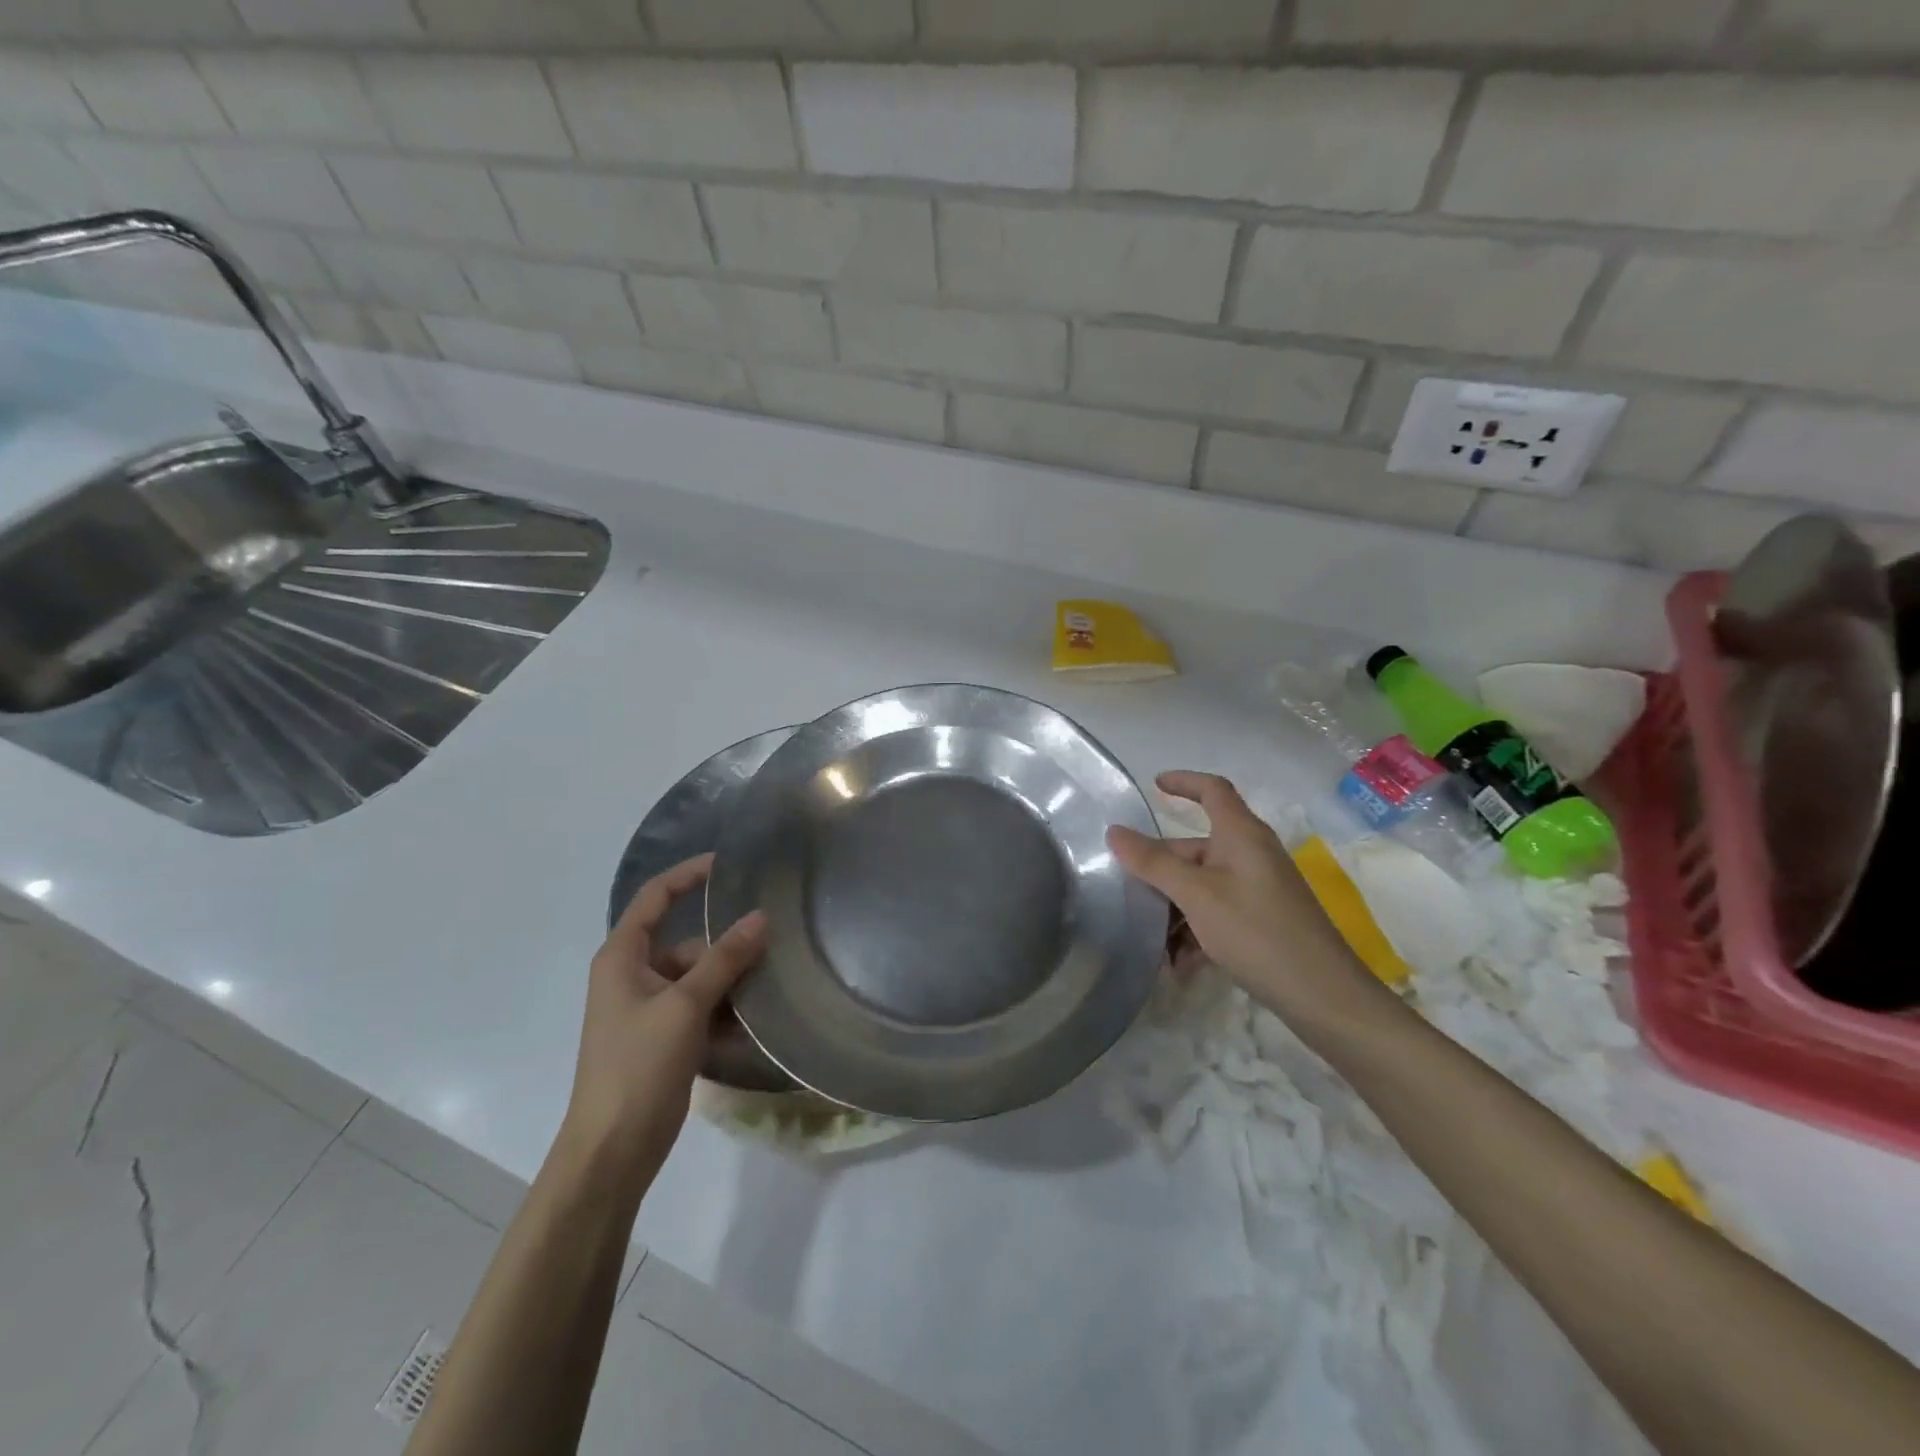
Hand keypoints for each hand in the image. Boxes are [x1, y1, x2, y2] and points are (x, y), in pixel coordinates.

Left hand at [558, 853, 766, 1193]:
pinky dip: (724, 1011)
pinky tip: (753, 1023)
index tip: (729, 863)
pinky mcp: (664, 1038)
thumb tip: (761, 917)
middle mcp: (633, 976)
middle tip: (772, 947)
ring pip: (700, 978)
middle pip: (688, 943)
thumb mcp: (685, 1005)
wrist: (612, 1151)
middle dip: (726, 947)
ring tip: (768, 989)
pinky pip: (701, 1008)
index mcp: (622, 957)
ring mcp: (649, 1009)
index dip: (688, 875)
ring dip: (730, 983)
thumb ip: (725, 959)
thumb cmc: (638, 1066)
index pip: (655, 897)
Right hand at [1108, 771, 1384, 1022]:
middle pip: (1196, 847)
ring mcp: (1259, 888)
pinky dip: (1195, 931)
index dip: (1184, 782)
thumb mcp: (1196, 895)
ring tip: (1149, 941)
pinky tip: (1178, 965)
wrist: (1323, 996)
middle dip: (1161, 870)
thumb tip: (1114, 831)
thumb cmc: (1256, 931)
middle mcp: (1251, 854)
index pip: (1213, 790)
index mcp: (1241, 835)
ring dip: (1174, 909)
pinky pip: (1217, 912)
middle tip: (1126, 892)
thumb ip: (1153, 863)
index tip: (1154, 785)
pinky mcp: (1263, 920)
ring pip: (1202, 885)